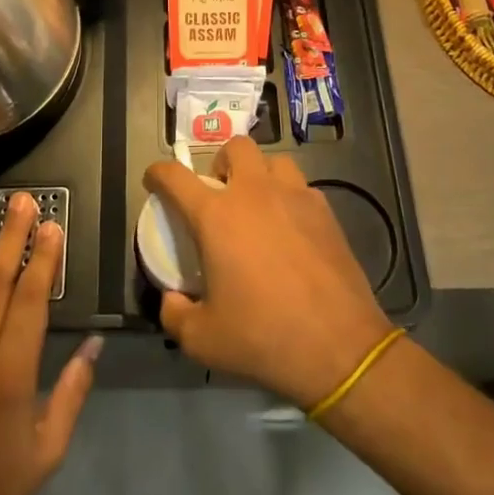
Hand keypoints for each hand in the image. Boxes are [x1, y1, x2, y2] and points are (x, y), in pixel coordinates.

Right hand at [144, 137, 392, 408]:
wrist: (339, 347)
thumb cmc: (263, 337)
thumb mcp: (203, 340)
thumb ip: (175, 314)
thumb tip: (172, 299)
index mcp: (217, 216)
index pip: (175, 178)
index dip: (158, 174)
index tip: (154, 180)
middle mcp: (254, 193)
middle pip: (235, 147)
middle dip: (221, 162)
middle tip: (219, 193)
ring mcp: (295, 197)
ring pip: (274, 161)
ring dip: (260, 174)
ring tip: (258, 205)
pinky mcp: (326, 212)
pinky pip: (302, 188)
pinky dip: (290, 198)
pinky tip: (291, 230)